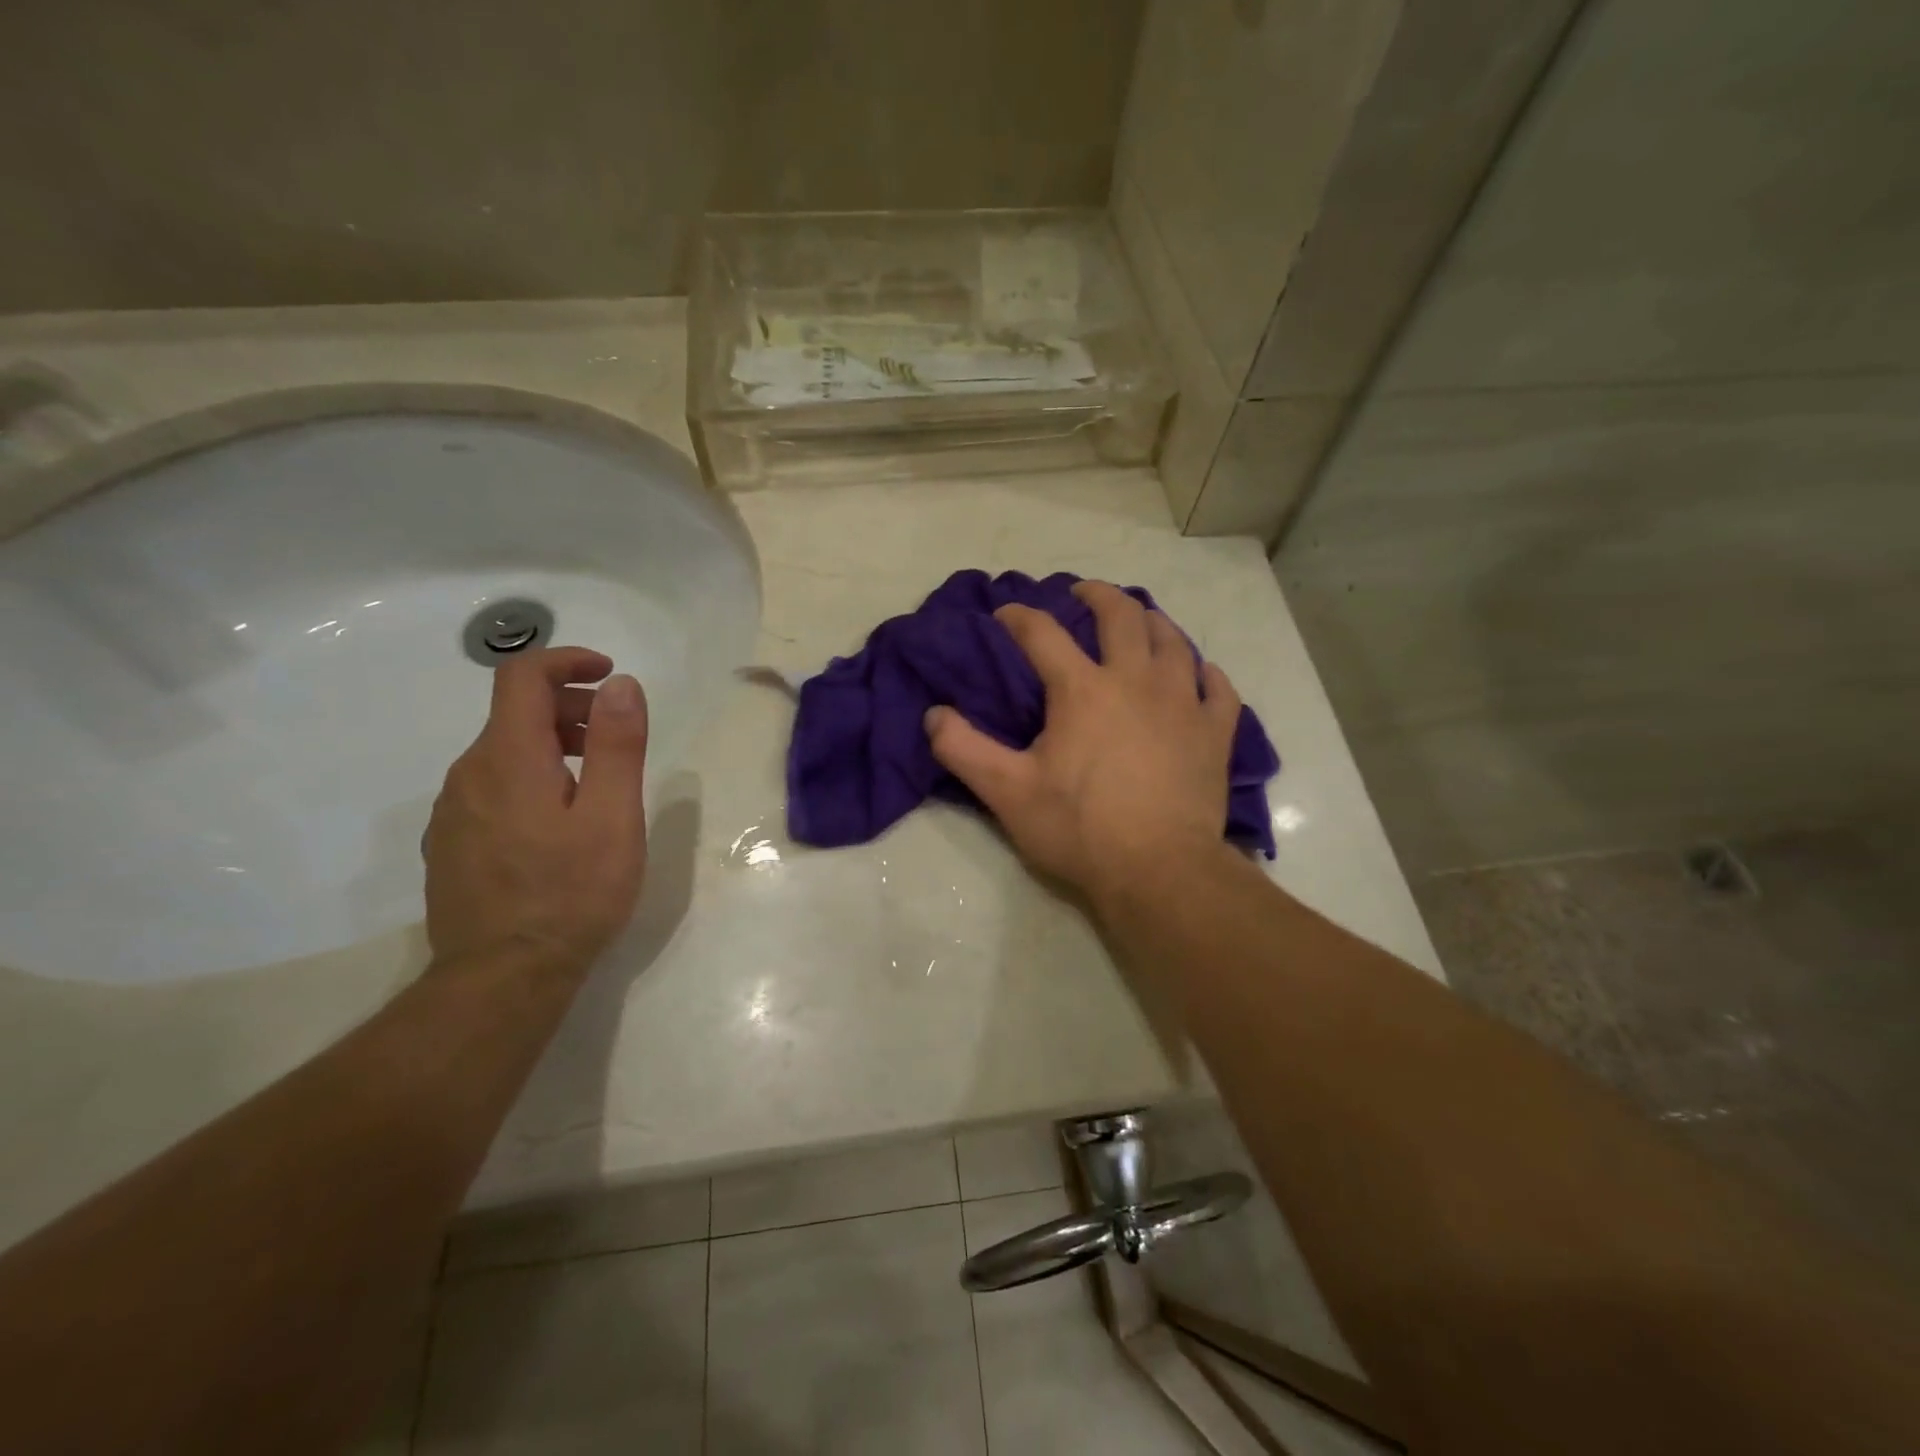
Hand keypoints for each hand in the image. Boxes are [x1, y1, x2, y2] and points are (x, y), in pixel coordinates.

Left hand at [423, 647, 649, 977]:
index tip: (609, 674)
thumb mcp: (612, 815)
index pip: (522, 676)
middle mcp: (468, 774)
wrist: (502, 978)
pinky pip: (491, 787)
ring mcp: (453, 811)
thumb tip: (619, 684)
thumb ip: (616, 744)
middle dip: (571, 708)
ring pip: (503, 752)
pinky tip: (559, 824)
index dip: (567, 661)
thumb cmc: (571, 893)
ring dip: (552, 745)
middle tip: (618, 740)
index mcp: (507, 758)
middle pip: (515, 713)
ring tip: (597, 786)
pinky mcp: (452, 843)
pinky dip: (531, 778)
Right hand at [924, 581, 1241, 905]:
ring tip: (1140, 621)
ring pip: (1173, 641)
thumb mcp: (1007, 792)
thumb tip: (933, 714)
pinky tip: (1198, 674)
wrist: (1159, 872)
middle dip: (1098, 595)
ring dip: (1152, 622)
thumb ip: (963, 749)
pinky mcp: (1215, 734)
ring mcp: (1183, 704)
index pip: (1043, 633)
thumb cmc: (1080, 829)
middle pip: (1121, 616)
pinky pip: (1217, 688)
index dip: (1019, 616)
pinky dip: (1204, 673)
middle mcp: (1136, 681)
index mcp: (1083, 690)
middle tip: (1082, 593)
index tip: (1004, 614)